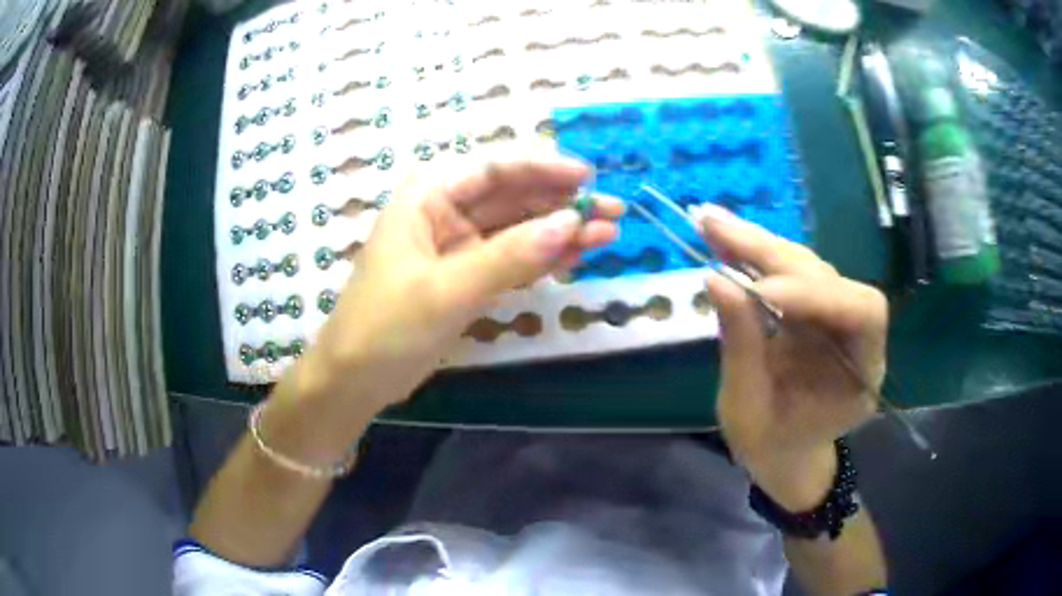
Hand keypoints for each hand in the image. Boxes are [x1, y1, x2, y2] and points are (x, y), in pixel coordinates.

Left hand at [307, 148, 622, 409]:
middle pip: (511, 197)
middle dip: (561, 203)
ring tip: (608, 233)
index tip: (586, 179)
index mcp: (428, 196)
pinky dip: (543, 259)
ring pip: (517, 229)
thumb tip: (571, 224)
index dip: (542, 169)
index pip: (492, 168)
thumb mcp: (446, 289)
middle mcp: (444, 213)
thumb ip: (510, 256)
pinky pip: (511, 260)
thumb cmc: (385, 326)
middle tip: (613, 211)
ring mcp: (457, 248)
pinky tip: (577, 255)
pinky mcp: (466, 279)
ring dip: (560, 231)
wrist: (355, 380)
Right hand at [694, 204, 887, 509]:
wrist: (783, 454)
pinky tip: (723, 236)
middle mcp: (856, 333)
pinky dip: (753, 253)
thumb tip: (716, 280)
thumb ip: (741, 348)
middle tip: (716, 227)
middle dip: (771, 253)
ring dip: (757, 243)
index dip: (816, 294)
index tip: (759, 291)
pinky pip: (787, 272)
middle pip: (827, 276)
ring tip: (711, 223)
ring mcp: (832, 316)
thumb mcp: (749, 412)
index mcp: (863, 371)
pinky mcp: (810, 307)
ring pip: (805, 265)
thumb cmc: (772, 446)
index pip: (861, 312)